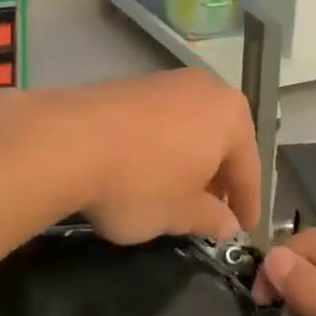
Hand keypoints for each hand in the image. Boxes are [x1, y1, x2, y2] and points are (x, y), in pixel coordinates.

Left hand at [34, 70, 260, 244]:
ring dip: (190, 161)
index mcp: (231, 114)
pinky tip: (147, 171)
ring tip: (178, 195)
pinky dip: (163, 148)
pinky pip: (161, 122)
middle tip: (214, 214)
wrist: (66, 142)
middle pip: (222, 141)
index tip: (244, 233)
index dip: (247, 205)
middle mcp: (204, 88)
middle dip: (219, 179)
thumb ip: (212, 218)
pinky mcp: (131, 85)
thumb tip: (228, 225)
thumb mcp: (181, 213)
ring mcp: (165, 82)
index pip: (250, 168)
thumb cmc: (141, 181)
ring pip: (191, 129)